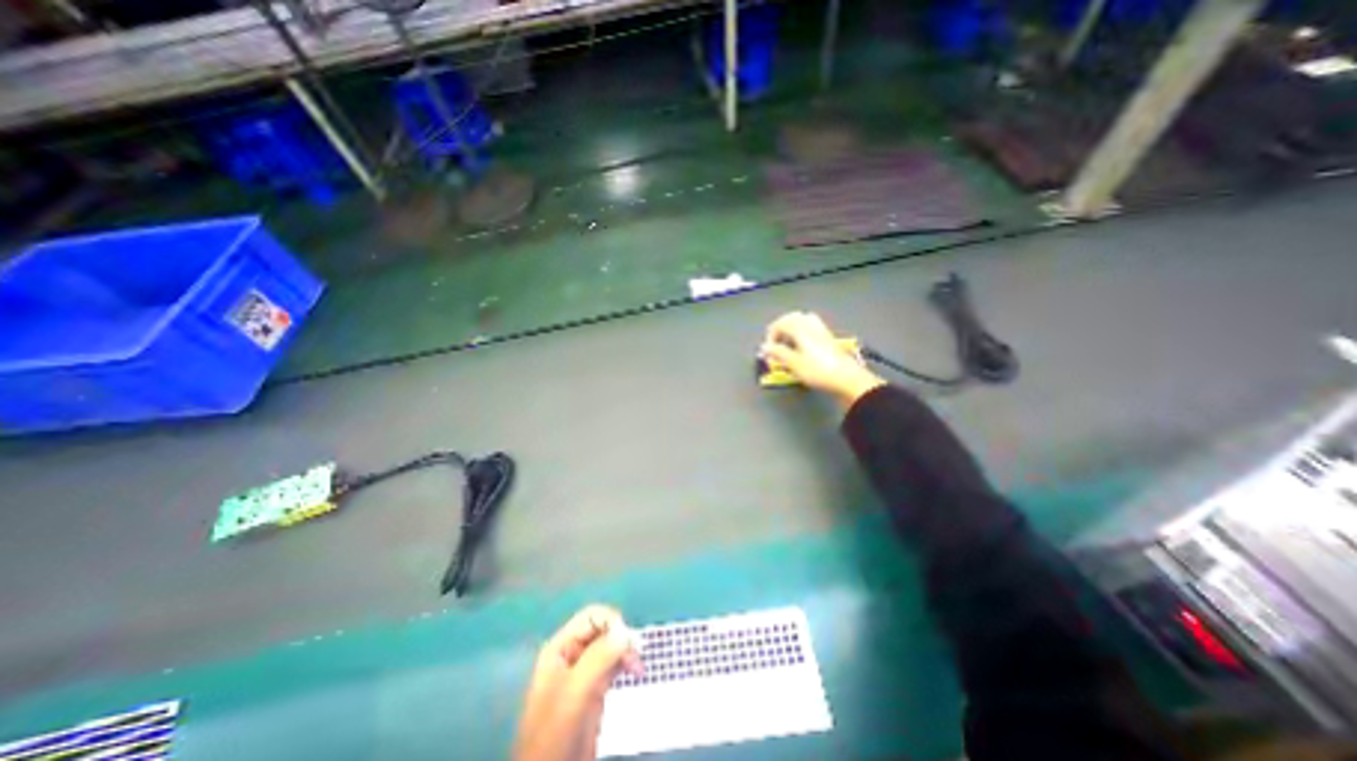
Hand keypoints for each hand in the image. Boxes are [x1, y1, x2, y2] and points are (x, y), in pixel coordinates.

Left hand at [517, 606, 642, 759]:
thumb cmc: (556, 732)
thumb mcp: (575, 692)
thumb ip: (598, 658)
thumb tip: (626, 631)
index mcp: (561, 648)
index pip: (592, 617)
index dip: (611, 623)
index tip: (627, 642)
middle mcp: (572, 654)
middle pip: (603, 629)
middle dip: (621, 638)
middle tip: (636, 659)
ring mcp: (584, 672)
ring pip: (610, 646)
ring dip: (626, 651)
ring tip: (638, 669)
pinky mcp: (594, 688)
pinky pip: (613, 663)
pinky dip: (626, 663)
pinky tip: (635, 672)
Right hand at [758, 310, 884, 407]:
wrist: (847, 379)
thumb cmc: (818, 371)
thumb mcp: (794, 364)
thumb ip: (778, 353)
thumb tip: (765, 347)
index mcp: (801, 328)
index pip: (780, 324)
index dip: (770, 336)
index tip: (768, 351)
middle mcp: (811, 325)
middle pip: (791, 318)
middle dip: (780, 329)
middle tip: (775, 344)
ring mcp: (821, 330)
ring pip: (802, 321)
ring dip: (791, 329)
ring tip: (787, 344)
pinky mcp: (828, 338)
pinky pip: (811, 327)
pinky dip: (802, 333)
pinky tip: (801, 346)